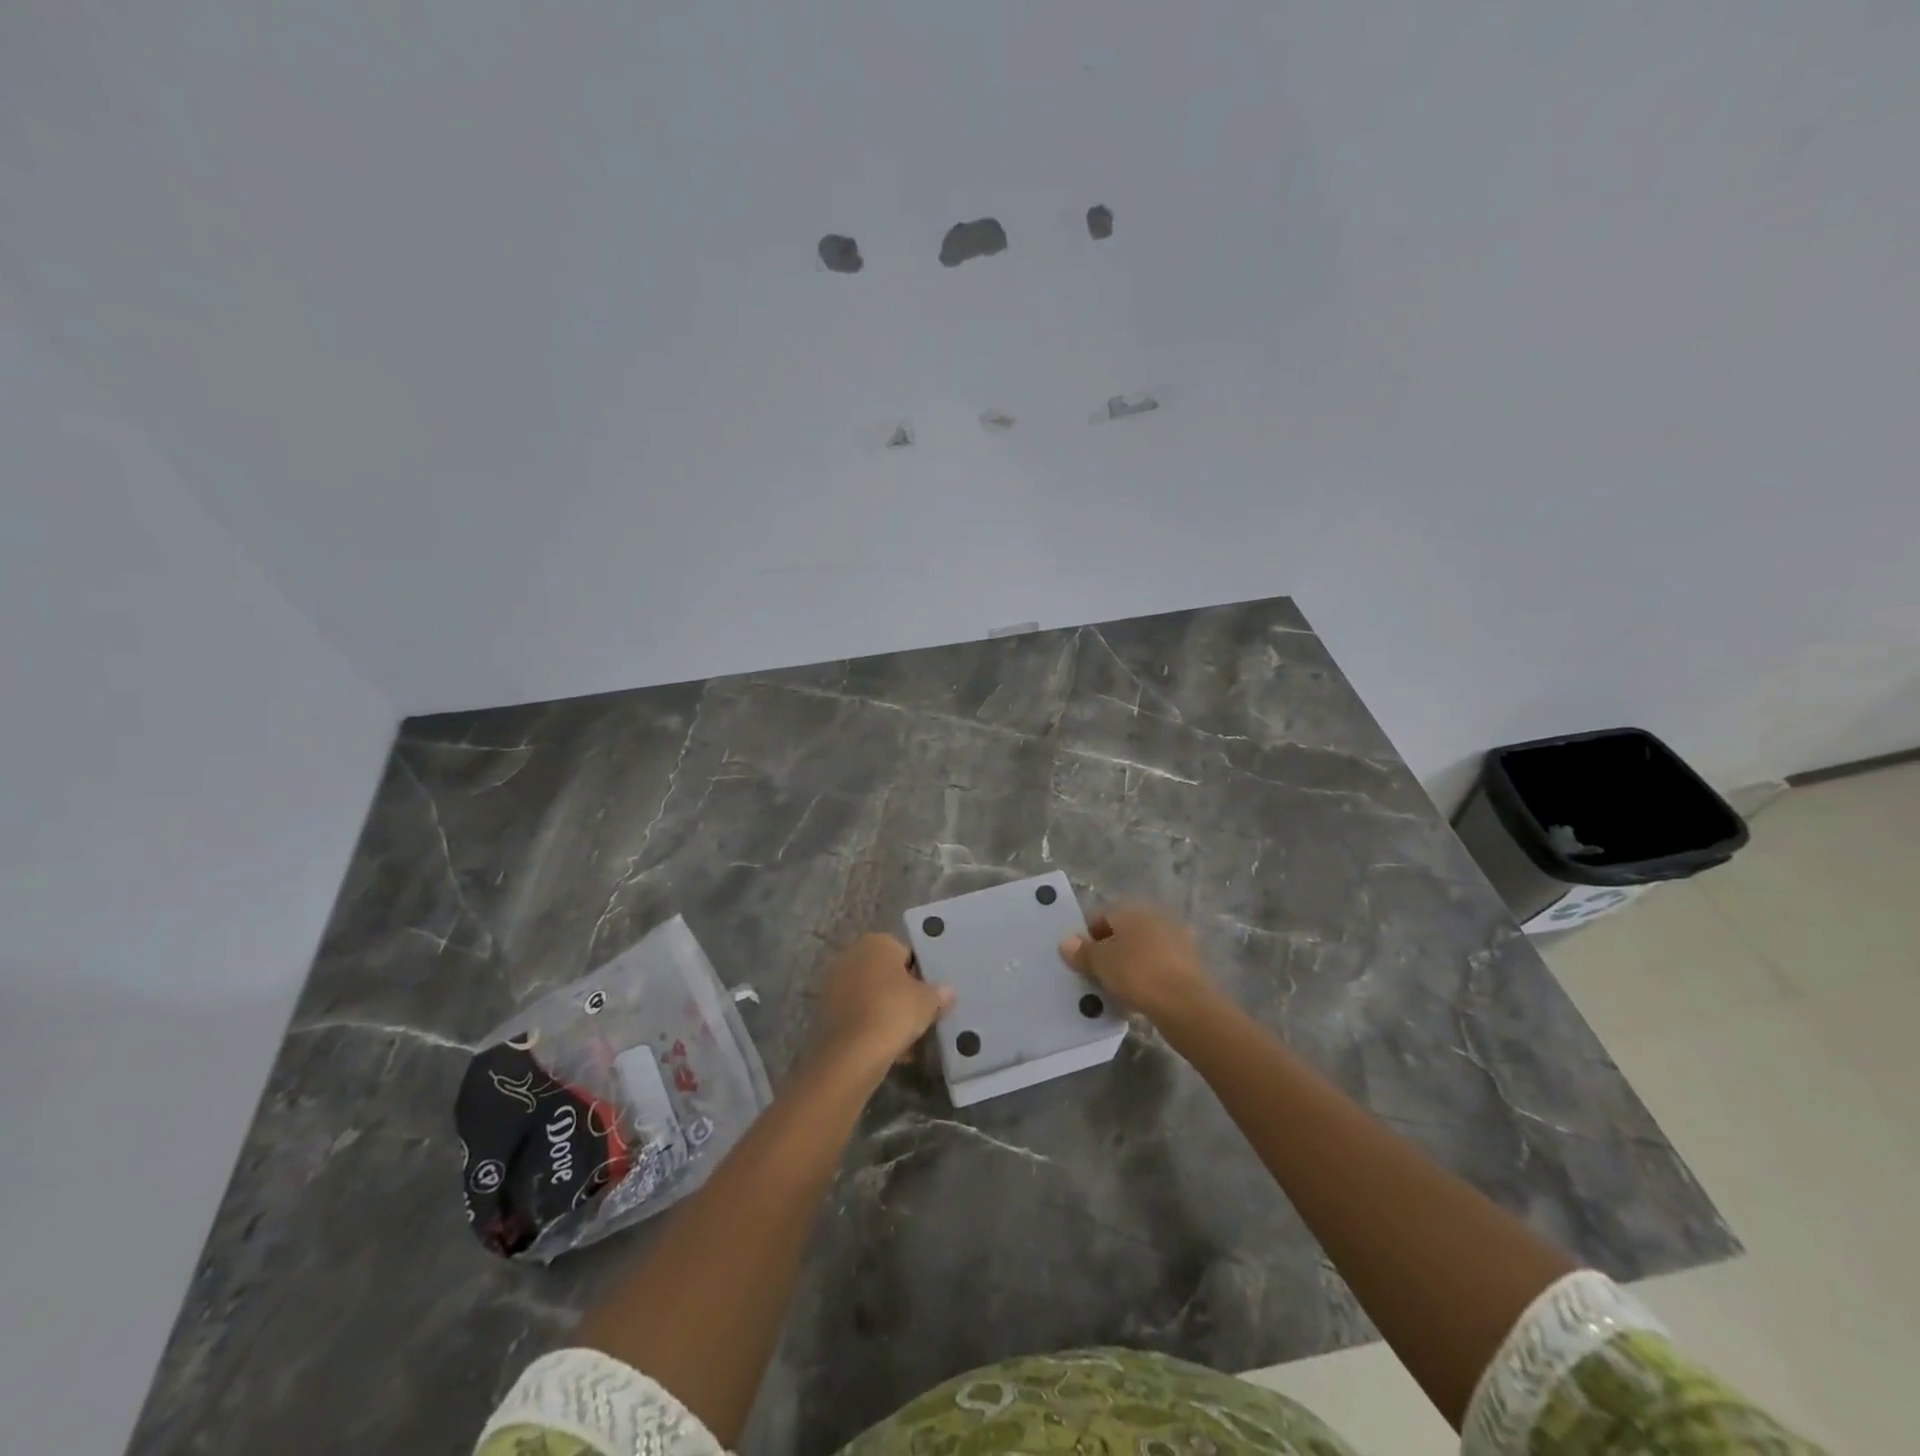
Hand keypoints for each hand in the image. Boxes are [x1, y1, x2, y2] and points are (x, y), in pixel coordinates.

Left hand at [812, 934, 954, 1080]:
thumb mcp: (928, 1002)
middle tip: (921, 1017)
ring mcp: (836, 983)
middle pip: (887, 975)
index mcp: (877, 942)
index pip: (907, 954)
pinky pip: (859, 1015)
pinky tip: (890, 1049)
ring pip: (873, 997)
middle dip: (902, 994)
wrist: (853, 1053)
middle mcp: (852, 955)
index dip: (921, 976)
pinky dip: (872, 1027)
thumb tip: (947, 991)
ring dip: (888, 1013)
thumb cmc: (894, 1012)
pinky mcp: (827, 1011)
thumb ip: (940, 993)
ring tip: (908, 1039)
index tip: (930, 997)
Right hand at [1058, 903, 1213, 1023]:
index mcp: (1133, 910)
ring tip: (1116, 991)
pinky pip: (1158, 968)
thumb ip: (1081, 951)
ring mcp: (1176, 940)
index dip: (1087, 937)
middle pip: (1123, 933)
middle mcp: (1156, 918)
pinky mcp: (1190, 965)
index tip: (1079, 961)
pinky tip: (1138, 999)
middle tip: (1095, 976)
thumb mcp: (1100, 963)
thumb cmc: (1136, 974)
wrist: (1187, 1005)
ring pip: (1141, 951)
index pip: (1102, 916)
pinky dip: (1147, 979)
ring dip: (1128, 966)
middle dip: (1108, 952)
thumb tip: (1066, 941)